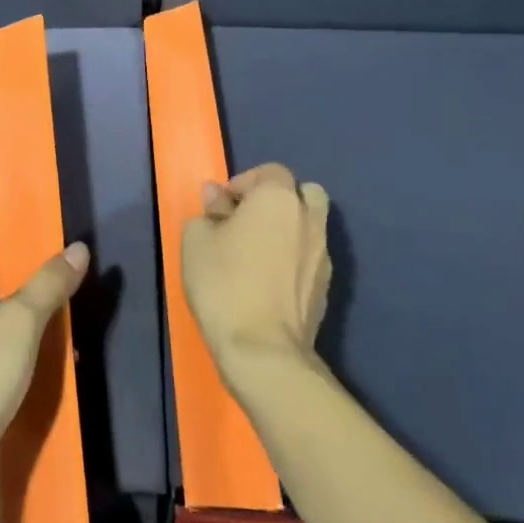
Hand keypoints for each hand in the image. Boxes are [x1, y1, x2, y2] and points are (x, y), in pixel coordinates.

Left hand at [0, 231, 89, 511]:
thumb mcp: (19, 322)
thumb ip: (49, 284)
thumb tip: (77, 248)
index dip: (15, 241)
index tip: (51, 240)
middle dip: (28, 283)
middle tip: (67, 280)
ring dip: (27, 321)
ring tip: (67, 319)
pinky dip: (18, 350)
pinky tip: (50, 359)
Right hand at [183, 163, 331, 383]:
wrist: (263, 350)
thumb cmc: (223, 283)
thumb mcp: (196, 240)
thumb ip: (209, 211)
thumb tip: (218, 198)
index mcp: (278, 199)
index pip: (269, 171)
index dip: (243, 183)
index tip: (221, 207)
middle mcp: (309, 219)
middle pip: (302, 193)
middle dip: (277, 200)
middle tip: (247, 221)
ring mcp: (323, 254)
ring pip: (310, 225)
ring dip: (288, 229)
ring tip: (258, 252)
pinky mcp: (326, 287)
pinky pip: (310, 256)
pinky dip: (294, 257)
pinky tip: (269, 280)